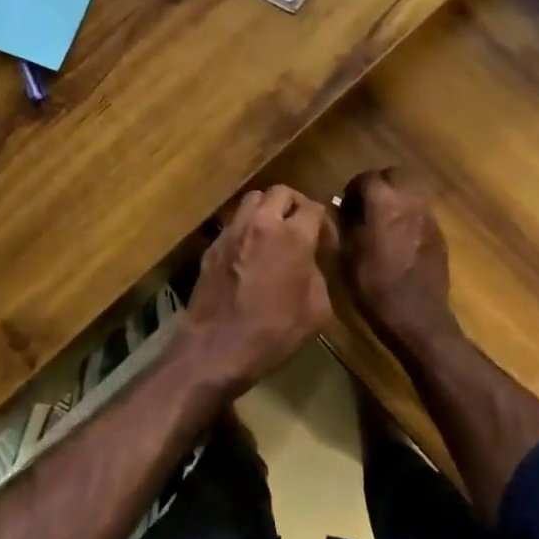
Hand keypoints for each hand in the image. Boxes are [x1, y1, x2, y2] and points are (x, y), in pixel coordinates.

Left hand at [178, 186, 335, 391]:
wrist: (217, 347)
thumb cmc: (274, 332)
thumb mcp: (317, 310)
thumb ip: (318, 275)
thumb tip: (310, 262)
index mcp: (292, 236)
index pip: (314, 208)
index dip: (325, 223)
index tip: (326, 245)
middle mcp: (261, 223)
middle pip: (281, 192)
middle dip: (296, 205)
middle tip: (302, 229)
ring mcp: (232, 231)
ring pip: (253, 200)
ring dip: (268, 209)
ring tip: (275, 233)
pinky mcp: (212, 245)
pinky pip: (234, 222)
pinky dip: (247, 227)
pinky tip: (251, 252)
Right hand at [338, 167, 460, 355]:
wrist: (418, 318)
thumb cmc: (375, 287)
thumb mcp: (346, 256)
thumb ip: (343, 225)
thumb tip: (339, 209)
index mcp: (383, 204)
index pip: (367, 178)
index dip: (353, 188)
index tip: (344, 206)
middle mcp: (409, 203)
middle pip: (395, 175)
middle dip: (379, 184)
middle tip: (365, 205)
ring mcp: (428, 218)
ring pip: (412, 191)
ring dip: (396, 198)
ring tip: (382, 220)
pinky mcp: (439, 234)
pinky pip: (421, 212)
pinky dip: (408, 215)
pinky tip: (399, 238)